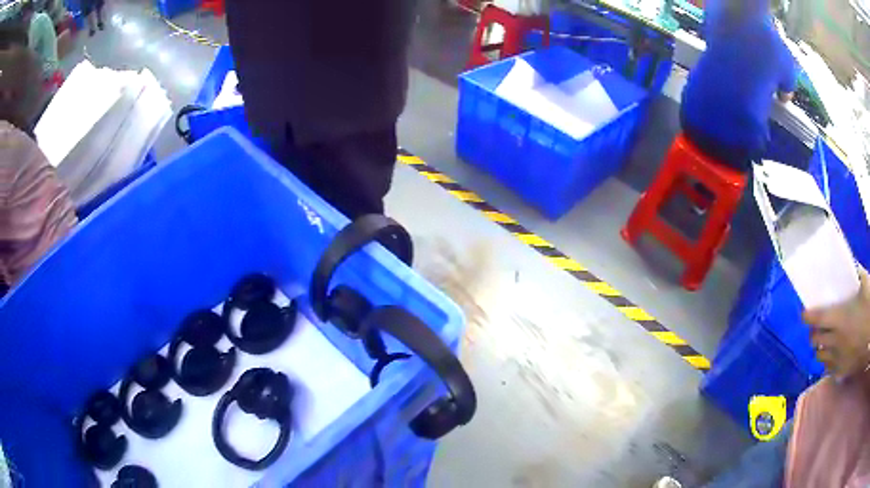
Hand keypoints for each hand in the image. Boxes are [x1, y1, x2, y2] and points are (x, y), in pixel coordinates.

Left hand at [803, 269, 869, 378]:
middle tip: (817, 325)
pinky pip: (828, 370)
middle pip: (815, 340)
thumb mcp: (865, 284)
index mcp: (839, 318)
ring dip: (820, 348)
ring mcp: (837, 359)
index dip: (807, 315)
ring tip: (825, 340)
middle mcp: (835, 341)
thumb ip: (857, 273)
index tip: (804, 312)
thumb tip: (852, 265)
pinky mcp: (841, 371)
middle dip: (813, 332)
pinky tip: (832, 354)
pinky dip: (827, 363)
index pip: (815, 319)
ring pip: (820, 357)